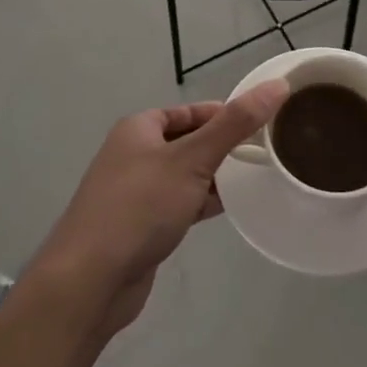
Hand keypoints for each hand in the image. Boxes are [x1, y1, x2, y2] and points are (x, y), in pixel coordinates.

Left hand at [30, 81, 287, 335]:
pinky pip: (178, 204)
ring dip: (214, 177)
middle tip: (263, 154)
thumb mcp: (193, 159)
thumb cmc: (140, 207)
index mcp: (139, 128)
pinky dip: (201, 203)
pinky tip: (227, 210)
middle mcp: (133, 154)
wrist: (89, 282)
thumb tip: (277, 84)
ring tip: (254, 180)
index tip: (262, 126)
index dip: (225, 115)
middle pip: (188, 141)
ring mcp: (134, 193)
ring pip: (184, 175)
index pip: (191, 111)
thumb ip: (235, 124)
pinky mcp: (139, 227)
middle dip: (223, 148)